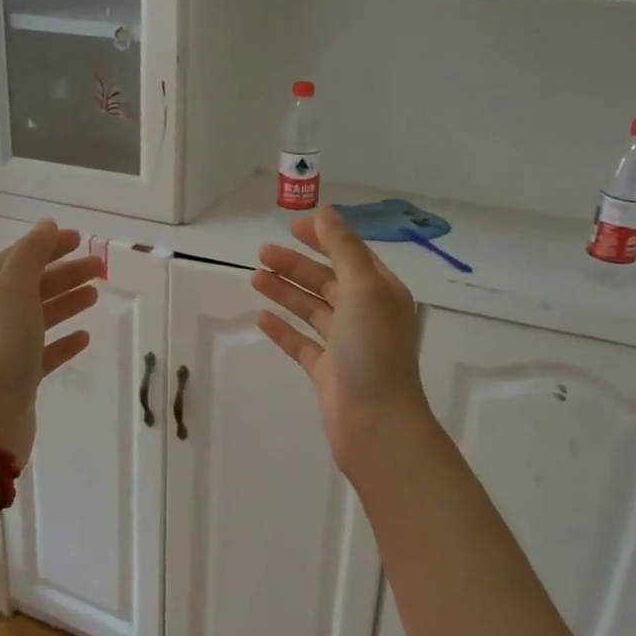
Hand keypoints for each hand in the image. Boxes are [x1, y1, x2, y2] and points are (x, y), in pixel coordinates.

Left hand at [0, 222, 102, 465]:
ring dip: (67, 301)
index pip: (17, 258)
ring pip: (40, 316)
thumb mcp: (14, 290)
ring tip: (96, 293)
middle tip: (100, 267)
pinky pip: (45, 351)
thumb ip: (31, 255)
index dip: (46, 246)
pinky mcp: (19, 377)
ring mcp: (3, 348)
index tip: (79, 239)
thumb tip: (45, 225)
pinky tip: (85, 336)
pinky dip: (64, 340)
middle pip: (31, 285)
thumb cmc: (0, 345)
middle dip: (64, 272)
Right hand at [252, 206, 436, 476]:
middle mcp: (365, 315)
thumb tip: (326, 212)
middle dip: (296, 265)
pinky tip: (261, 318)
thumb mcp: (363, 289)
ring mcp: (346, 345)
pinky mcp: (328, 372)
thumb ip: (344, 249)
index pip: (351, 255)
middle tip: (262, 253)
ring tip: (255, 277)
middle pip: (327, 280)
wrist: (376, 423)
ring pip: (312, 309)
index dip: (324, 238)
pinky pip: (302, 343)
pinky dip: (283, 329)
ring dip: (286, 292)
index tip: (293, 227)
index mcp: (381, 292)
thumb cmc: (372, 350)